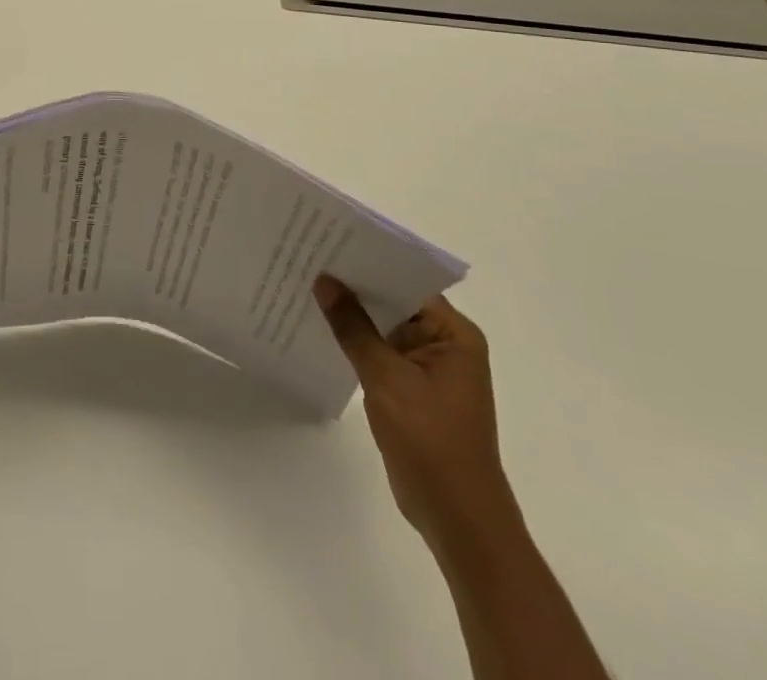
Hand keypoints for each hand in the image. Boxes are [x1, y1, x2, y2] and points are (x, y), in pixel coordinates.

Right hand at [313, 278, 519, 552]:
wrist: (458, 520)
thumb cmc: (431, 442)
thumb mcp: (387, 378)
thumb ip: (354, 328)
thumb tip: (325, 281)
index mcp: (454, 334)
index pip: (407, 283)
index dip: (369, 264)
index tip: (329, 246)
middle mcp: (447, 345)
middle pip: (395, 304)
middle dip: (356, 289)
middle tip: (310, 263)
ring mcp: (431, 370)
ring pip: (385, 330)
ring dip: (354, 318)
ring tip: (308, 290)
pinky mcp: (415, 391)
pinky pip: (383, 355)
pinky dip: (358, 345)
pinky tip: (323, 333)